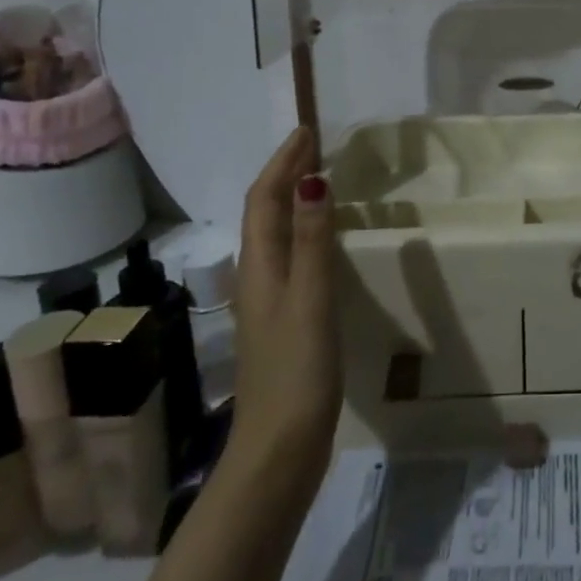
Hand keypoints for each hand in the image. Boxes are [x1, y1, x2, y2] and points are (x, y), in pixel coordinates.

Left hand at [226, 128, 342, 476]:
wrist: (279, 448)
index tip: (306, 131)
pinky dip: (303, 231)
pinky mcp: (284, 320)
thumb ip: (311, 241)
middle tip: (315, 146)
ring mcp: (269, 301)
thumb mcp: (310, 300)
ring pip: (276, 234)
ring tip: (320, 179)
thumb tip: (311, 180)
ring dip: (292, 200)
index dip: (282, 163)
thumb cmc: (296, 371)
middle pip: (265, 213)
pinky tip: (322, 240)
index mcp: (260, 268)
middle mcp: (258, 277)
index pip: (264, 199)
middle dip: (285, 174)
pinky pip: (290, 256)